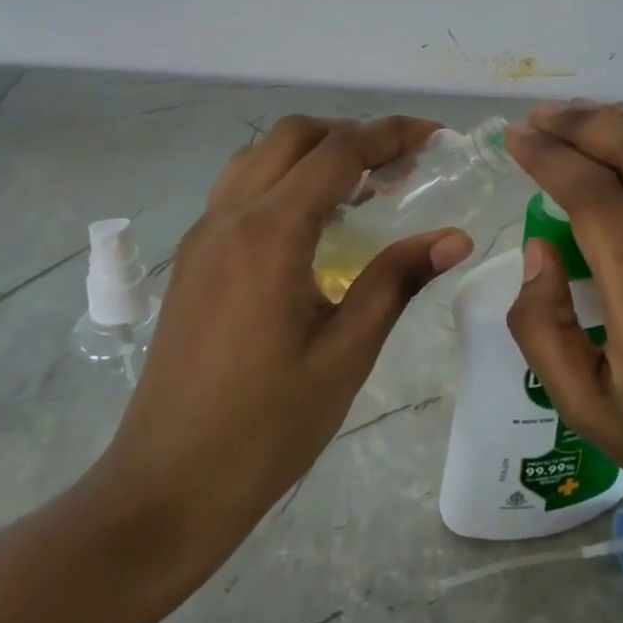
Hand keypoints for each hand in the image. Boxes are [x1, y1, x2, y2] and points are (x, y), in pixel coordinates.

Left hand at [93, 116, 472, 575]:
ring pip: (260, 156)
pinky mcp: (193, 259)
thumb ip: (397, 281)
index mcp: (269, 235)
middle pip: (293, 136)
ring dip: (315, 151)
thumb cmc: (266, 428)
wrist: (166, 488)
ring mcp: (203, 236)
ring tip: (365, 184)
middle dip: (353, 133)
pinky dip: (285, 178)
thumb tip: (456, 237)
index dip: (392, 135)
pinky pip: (241, 189)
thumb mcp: (346, 354)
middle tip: (403, 163)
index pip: (338, 153)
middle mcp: (228, 217)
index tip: (436, 137)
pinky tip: (317, 221)